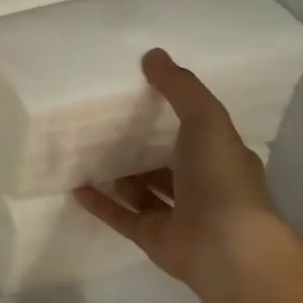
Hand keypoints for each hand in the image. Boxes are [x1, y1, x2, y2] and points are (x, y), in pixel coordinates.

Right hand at [75, 48, 282, 291]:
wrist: (226, 248)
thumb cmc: (221, 180)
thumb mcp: (206, 121)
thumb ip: (180, 89)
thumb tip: (153, 54)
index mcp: (221, 160)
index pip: (198, 135)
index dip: (174, 118)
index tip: (141, 99)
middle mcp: (201, 188)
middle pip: (166, 164)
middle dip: (140, 148)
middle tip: (104, 126)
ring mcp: (177, 215)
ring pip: (142, 191)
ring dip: (118, 176)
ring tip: (85, 155)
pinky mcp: (152, 237)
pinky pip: (121, 216)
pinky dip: (100, 202)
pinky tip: (76, 187)